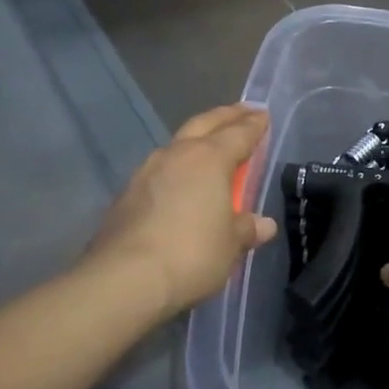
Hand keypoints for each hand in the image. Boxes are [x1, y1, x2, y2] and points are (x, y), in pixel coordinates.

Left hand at [89, 105, 278, 317]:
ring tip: (209, 146)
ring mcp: (147, 171)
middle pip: (205, 124)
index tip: (264, 116)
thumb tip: (263, 224)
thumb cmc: (191, 253)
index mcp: (209, 159)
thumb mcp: (230, 245)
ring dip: (197, 139)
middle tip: (242, 111)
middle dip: (226, 116)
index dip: (254, 125)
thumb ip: (246, 228)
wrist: (124, 277)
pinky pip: (160, 170)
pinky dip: (176, 167)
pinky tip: (179, 181)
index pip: (239, 133)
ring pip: (178, 143)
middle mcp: (177, 154)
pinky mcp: (127, 193)